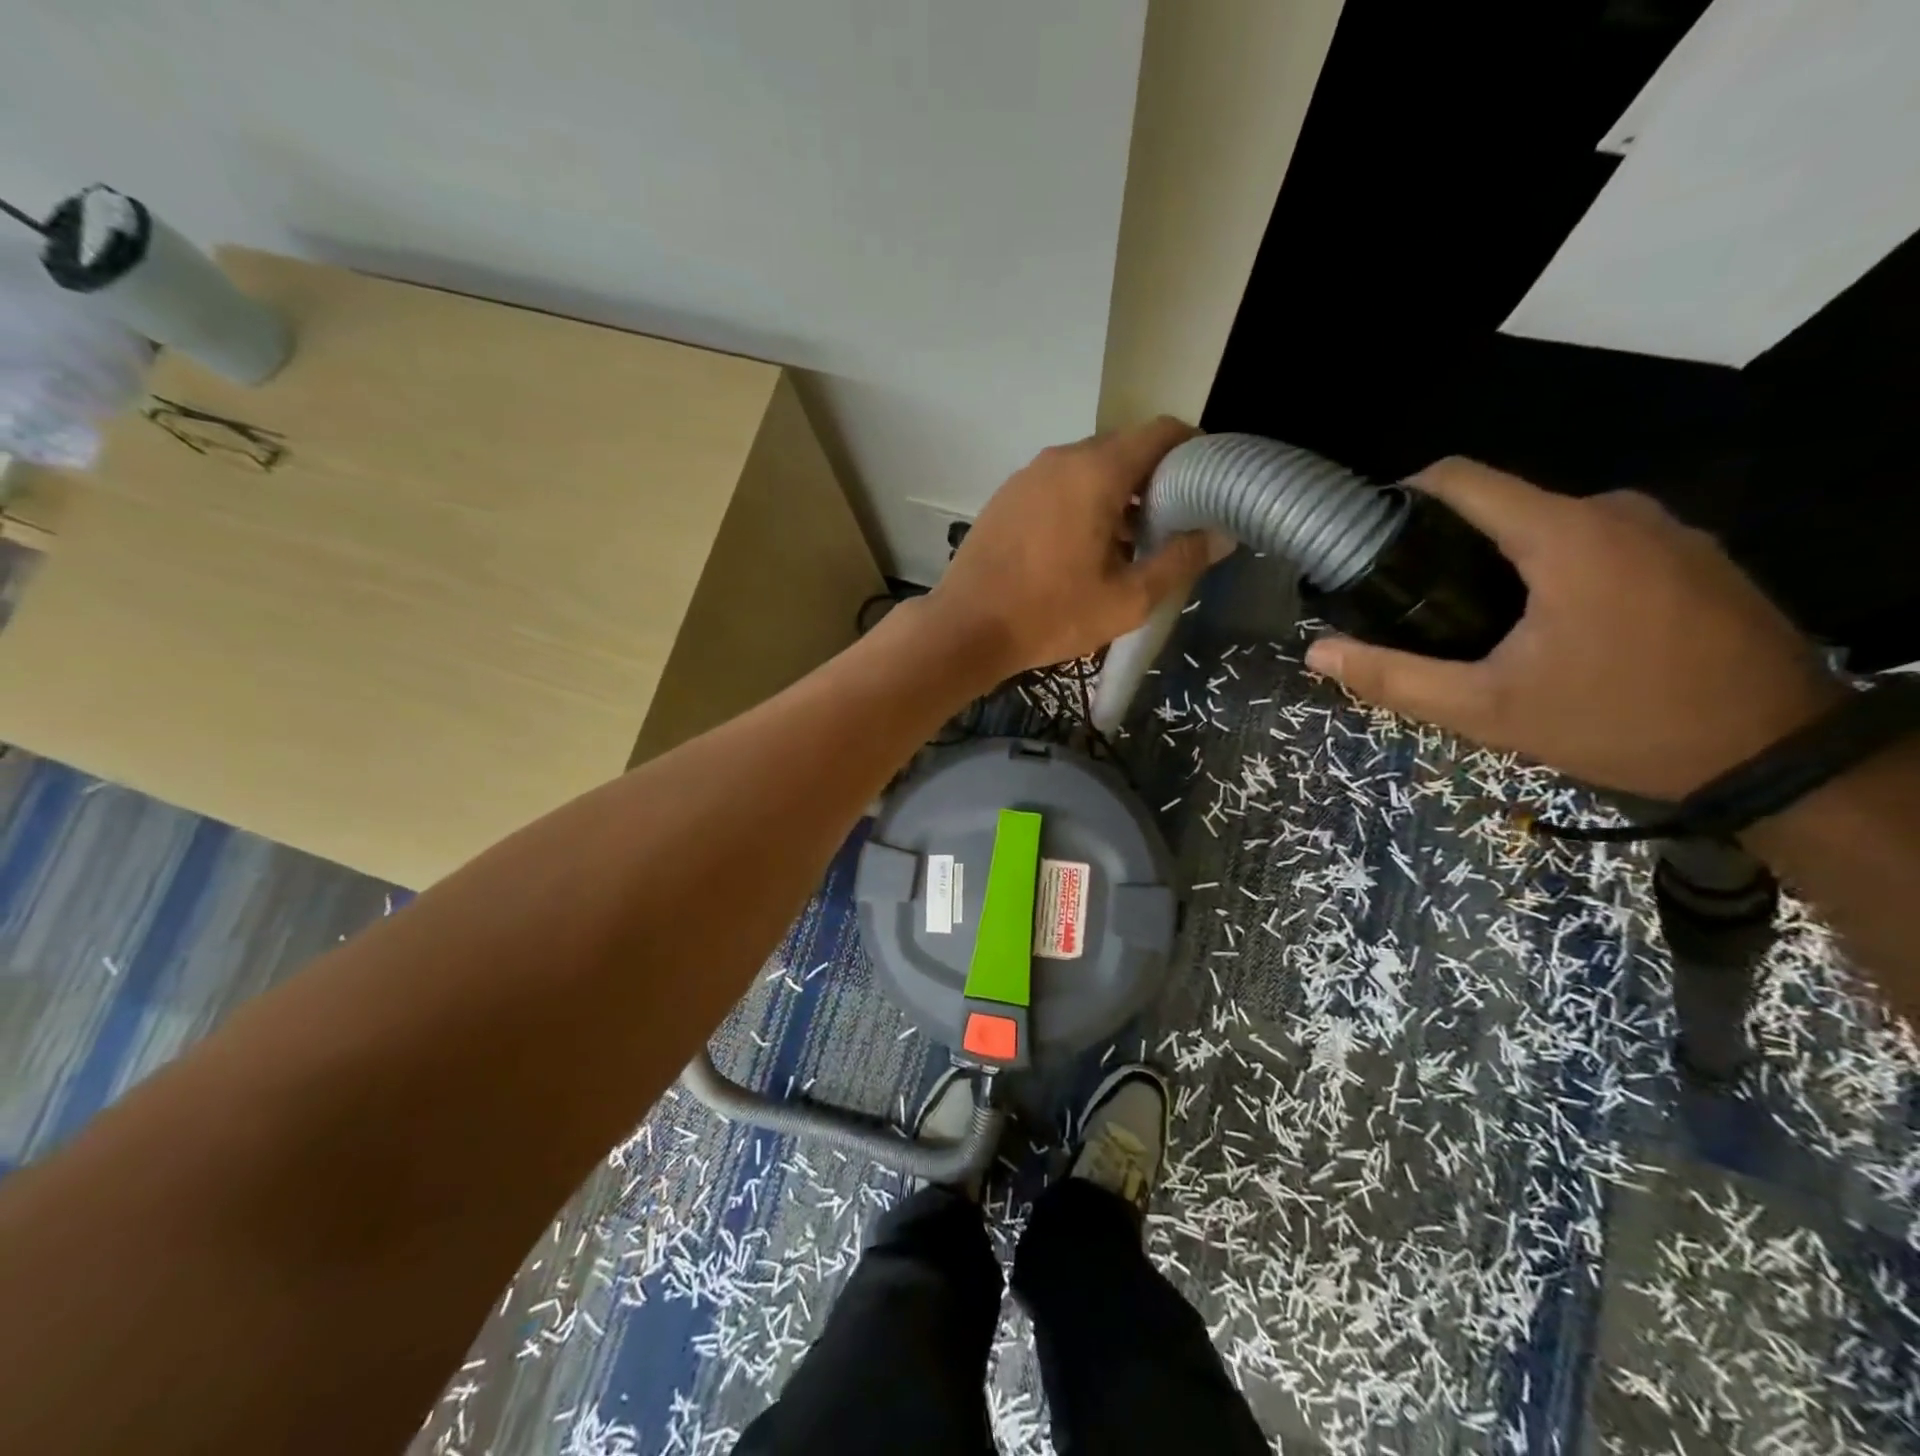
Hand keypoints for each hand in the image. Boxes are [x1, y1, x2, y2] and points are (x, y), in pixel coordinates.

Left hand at [923, 417, 1230, 680]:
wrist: (965, 628)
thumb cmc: (1050, 615)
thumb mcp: (1127, 598)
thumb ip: (1180, 560)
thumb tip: (1222, 535)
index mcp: (1096, 471)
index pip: (1160, 432)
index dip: (1193, 450)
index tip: (1208, 483)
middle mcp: (1061, 459)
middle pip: (1124, 448)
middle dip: (1155, 478)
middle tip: (1173, 522)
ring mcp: (1027, 475)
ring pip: (1088, 468)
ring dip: (1117, 493)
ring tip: (1130, 542)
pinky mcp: (1006, 497)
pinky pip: (1057, 485)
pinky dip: (1082, 501)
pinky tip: (1083, 547)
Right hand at [1304, 458, 1843, 800]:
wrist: (1776, 754)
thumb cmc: (1618, 723)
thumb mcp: (1487, 710)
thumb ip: (1394, 677)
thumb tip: (1317, 653)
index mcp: (1564, 535)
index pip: (1463, 478)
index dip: (1405, 495)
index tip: (1371, 534)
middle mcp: (1618, 512)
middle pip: (1505, 505)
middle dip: (1452, 544)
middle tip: (1418, 603)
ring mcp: (1667, 529)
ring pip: (1553, 524)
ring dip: (1506, 560)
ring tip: (1478, 621)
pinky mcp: (1696, 554)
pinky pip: (1601, 542)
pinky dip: (1559, 569)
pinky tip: (1551, 628)